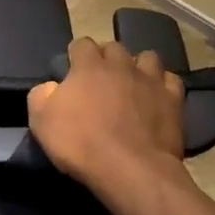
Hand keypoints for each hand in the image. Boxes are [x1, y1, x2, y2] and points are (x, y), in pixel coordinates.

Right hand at [28, 38, 187, 209]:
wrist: (131, 170)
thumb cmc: (81, 143)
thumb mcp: (41, 121)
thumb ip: (41, 95)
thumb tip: (50, 87)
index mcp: (88, 66)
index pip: (82, 44)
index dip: (76, 55)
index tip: (73, 70)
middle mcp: (121, 65)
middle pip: (114, 47)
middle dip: (106, 58)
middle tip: (100, 79)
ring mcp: (150, 80)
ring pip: (147, 57)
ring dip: (137, 66)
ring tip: (132, 83)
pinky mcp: (173, 100)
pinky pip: (171, 80)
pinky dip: (162, 85)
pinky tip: (156, 97)